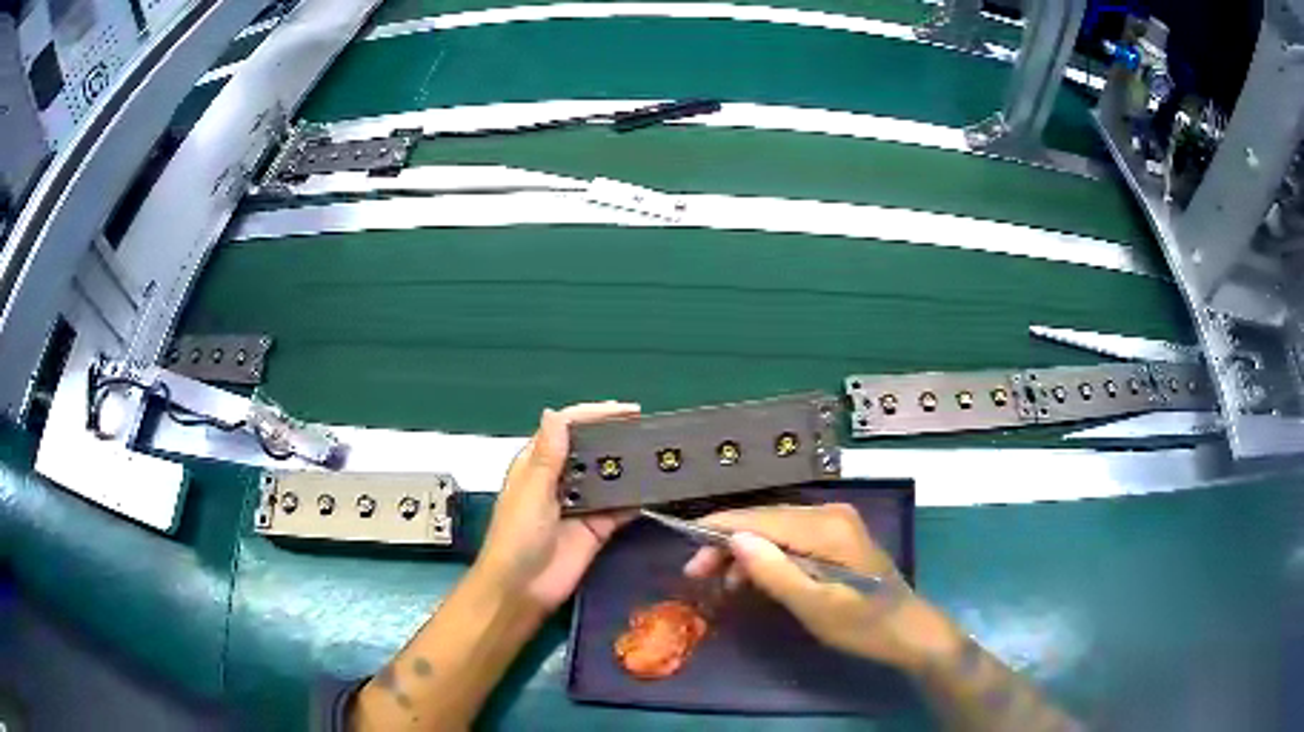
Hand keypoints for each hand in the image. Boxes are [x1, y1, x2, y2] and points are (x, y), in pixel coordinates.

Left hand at [476, 402, 640, 613]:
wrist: (522, 590)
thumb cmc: (517, 537)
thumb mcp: (532, 493)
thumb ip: (548, 456)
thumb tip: (554, 411)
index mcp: (537, 464)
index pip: (567, 428)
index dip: (595, 415)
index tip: (629, 409)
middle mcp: (561, 479)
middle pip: (592, 449)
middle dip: (617, 437)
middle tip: (652, 429)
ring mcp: (581, 504)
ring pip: (609, 477)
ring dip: (630, 465)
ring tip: (661, 452)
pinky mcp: (598, 528)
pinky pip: (622, 507)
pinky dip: (638, 498)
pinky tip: (659, 488)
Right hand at [682, 504, 957, 672]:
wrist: (909, 630)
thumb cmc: (862, 625)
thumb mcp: (815, 606)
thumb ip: (774, 571)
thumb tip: (735, 538)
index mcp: (826, 527)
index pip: (761, 517)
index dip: (720, 527)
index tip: (685, 540)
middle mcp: (830, 514)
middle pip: (766, 520)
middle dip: (728, 542)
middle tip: (695, 572)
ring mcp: (836, 524)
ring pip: (776, 529)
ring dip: (746, 551)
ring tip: (718, 582)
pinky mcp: (837, 538)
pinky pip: (791, 539)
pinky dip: (768, 557)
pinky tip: (751, 578)